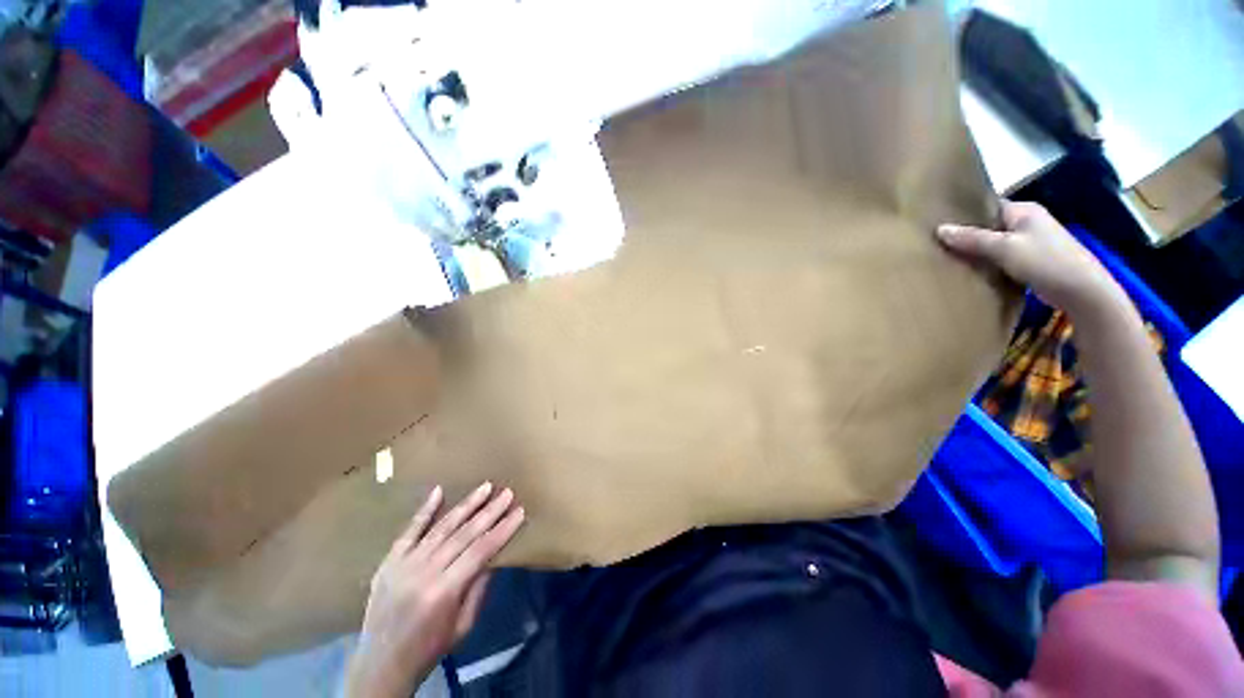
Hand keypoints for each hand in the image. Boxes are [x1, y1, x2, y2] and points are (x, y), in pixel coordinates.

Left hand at [346, 483, 524, 697]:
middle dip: (490, 511)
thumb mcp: (463, 626)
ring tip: (485, 487)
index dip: (502, 530)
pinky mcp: (389, 561)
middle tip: (508, 492)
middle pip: (464, 534)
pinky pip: (409, 531)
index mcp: (444, 591)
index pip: (481, 551)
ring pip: (442, 527)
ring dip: (466, 505)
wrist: (380, 664)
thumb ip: (479, 588)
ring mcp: (404, 564)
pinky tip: (438, 491)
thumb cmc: (429, 648)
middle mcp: (424, 572)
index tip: (520, 512)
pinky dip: (424, 510)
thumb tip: (494, 555)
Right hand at [936, 201, 1123, 316]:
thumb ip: (973, 239)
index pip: (987, 206)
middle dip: (967, 235)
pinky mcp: (1032, 260)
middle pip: (990, 225)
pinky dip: (988, 263)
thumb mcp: (1005, 248)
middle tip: (938, 244)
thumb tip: (940, 229)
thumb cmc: (1045, 261)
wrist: (1082, 291)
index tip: (939, 224)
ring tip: (949, 258)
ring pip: (995, 243)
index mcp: (1024, 210)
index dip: (964, 214)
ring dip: (977, 251)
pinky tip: (972, 271)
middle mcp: (1028, 221)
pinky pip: (1002, 257)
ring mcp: (1031, 242)